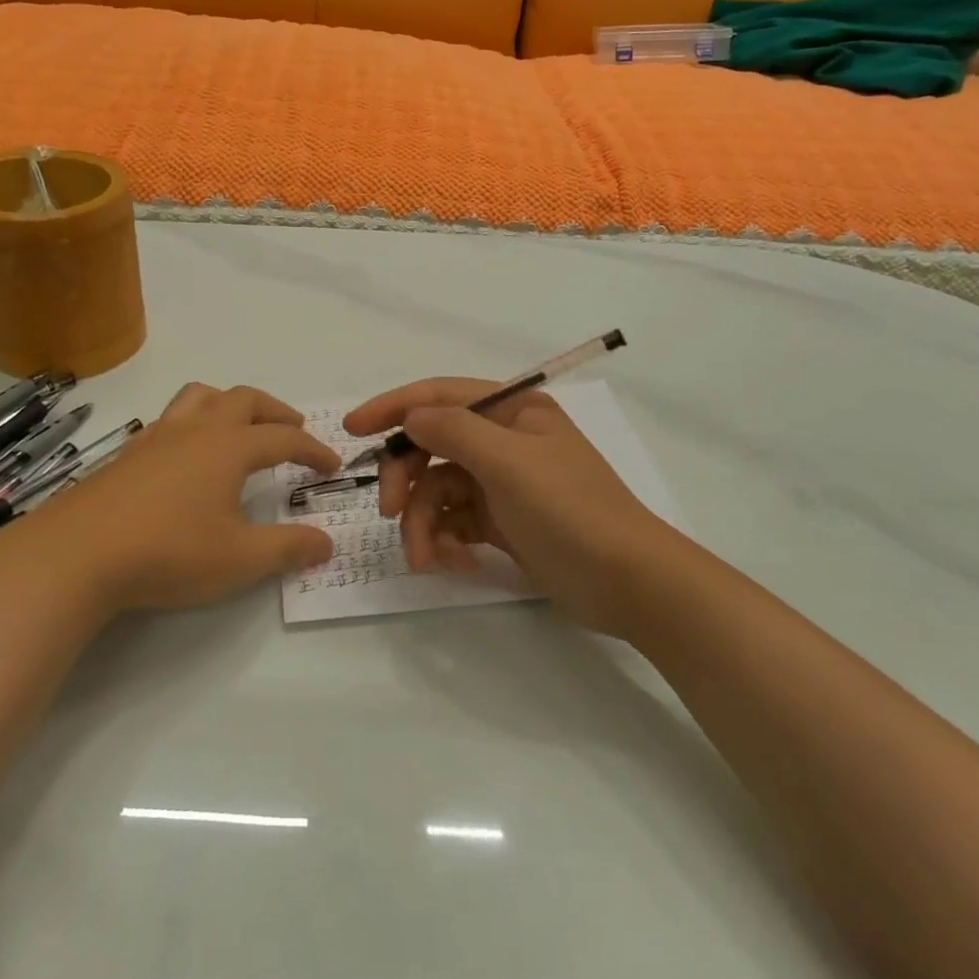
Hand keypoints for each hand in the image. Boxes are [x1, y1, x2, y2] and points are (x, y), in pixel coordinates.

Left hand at [34, 383, 338, 616]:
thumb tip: (326, 542)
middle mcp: (196, 430)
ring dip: (229, 403)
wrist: (77, 553)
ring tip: (240, 425)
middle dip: (276, 411)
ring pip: (201, 396)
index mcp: (229, 447)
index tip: (332, 465)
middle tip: (293, 428)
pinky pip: (169, 419)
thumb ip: (287, 549)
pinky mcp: (128, 453)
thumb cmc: (168, 553)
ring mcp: (158, 437)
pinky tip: (187, 454)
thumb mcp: (239, 560)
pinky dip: (193, 422)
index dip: (313, 449)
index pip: (284, 438)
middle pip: (245, 399)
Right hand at [344, 379, 678, 636]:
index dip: (393, 407)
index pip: (439, 395)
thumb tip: (411, 417)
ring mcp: (502, 483)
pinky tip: (455, 564)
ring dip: (424, 524)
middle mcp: (504, 440)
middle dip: (407, 479)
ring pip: (438, 491)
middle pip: (433, 447)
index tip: (351, 428)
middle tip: (389, 513)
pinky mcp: (501, 522)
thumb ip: (452, 431)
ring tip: (426, 559)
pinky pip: (455, 521)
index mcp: (512, 410)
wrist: (627, 583)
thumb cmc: (570, 509)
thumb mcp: (508, 462)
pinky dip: (446, 541)